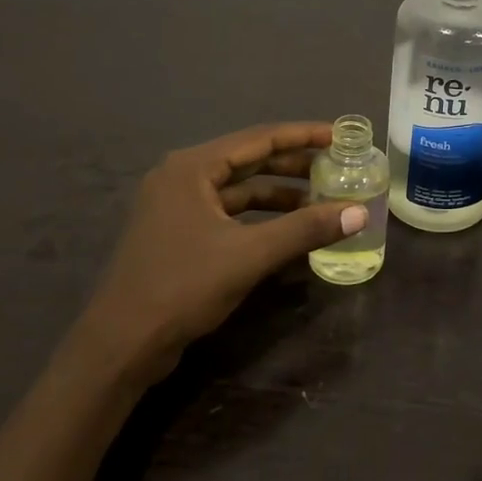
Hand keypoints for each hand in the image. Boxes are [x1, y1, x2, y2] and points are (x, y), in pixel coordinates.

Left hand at [73, 122, 365, 383]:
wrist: (121, 344)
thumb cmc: (182, 286)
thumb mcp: (250, 255)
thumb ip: (306, 229)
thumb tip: (360, 212)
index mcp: (192, 168)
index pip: (259, 139)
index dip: (303, 136)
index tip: (340, 136)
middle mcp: (182, 178)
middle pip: (249, 161)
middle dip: (294, 166)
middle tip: (337, 168)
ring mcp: (178, 207)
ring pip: (240, 191)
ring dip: (280, 195)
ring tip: (322, 202)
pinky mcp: (179, 234)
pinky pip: (230, 214)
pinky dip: (261, 219)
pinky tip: (290, 231)